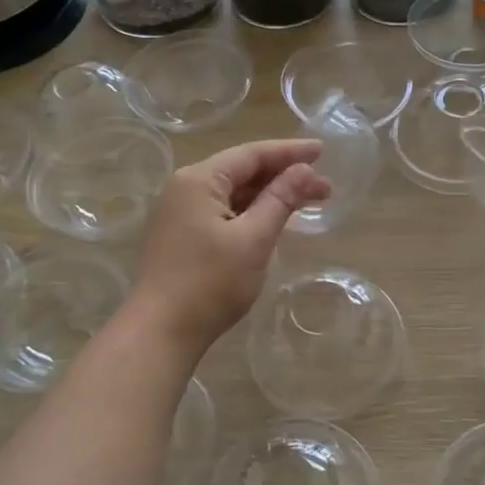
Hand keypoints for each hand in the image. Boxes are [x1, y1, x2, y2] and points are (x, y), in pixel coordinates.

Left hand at [131, 139, 330, 351]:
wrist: (160, 332)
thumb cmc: (210, 283)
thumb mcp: (254, 239)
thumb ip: (280, 200)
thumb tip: (304, 170)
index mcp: (198, 180)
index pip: (251, 154)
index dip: (289, 152)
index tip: (322, 152)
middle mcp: (184, 188)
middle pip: (241, 171)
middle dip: (283, 176)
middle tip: (324, 188)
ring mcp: (178, 213)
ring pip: (232, 193)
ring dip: (268, 195)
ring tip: (306, 202)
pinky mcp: (179, 236)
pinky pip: (221, 211)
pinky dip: (250, 212)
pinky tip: (271, 220)